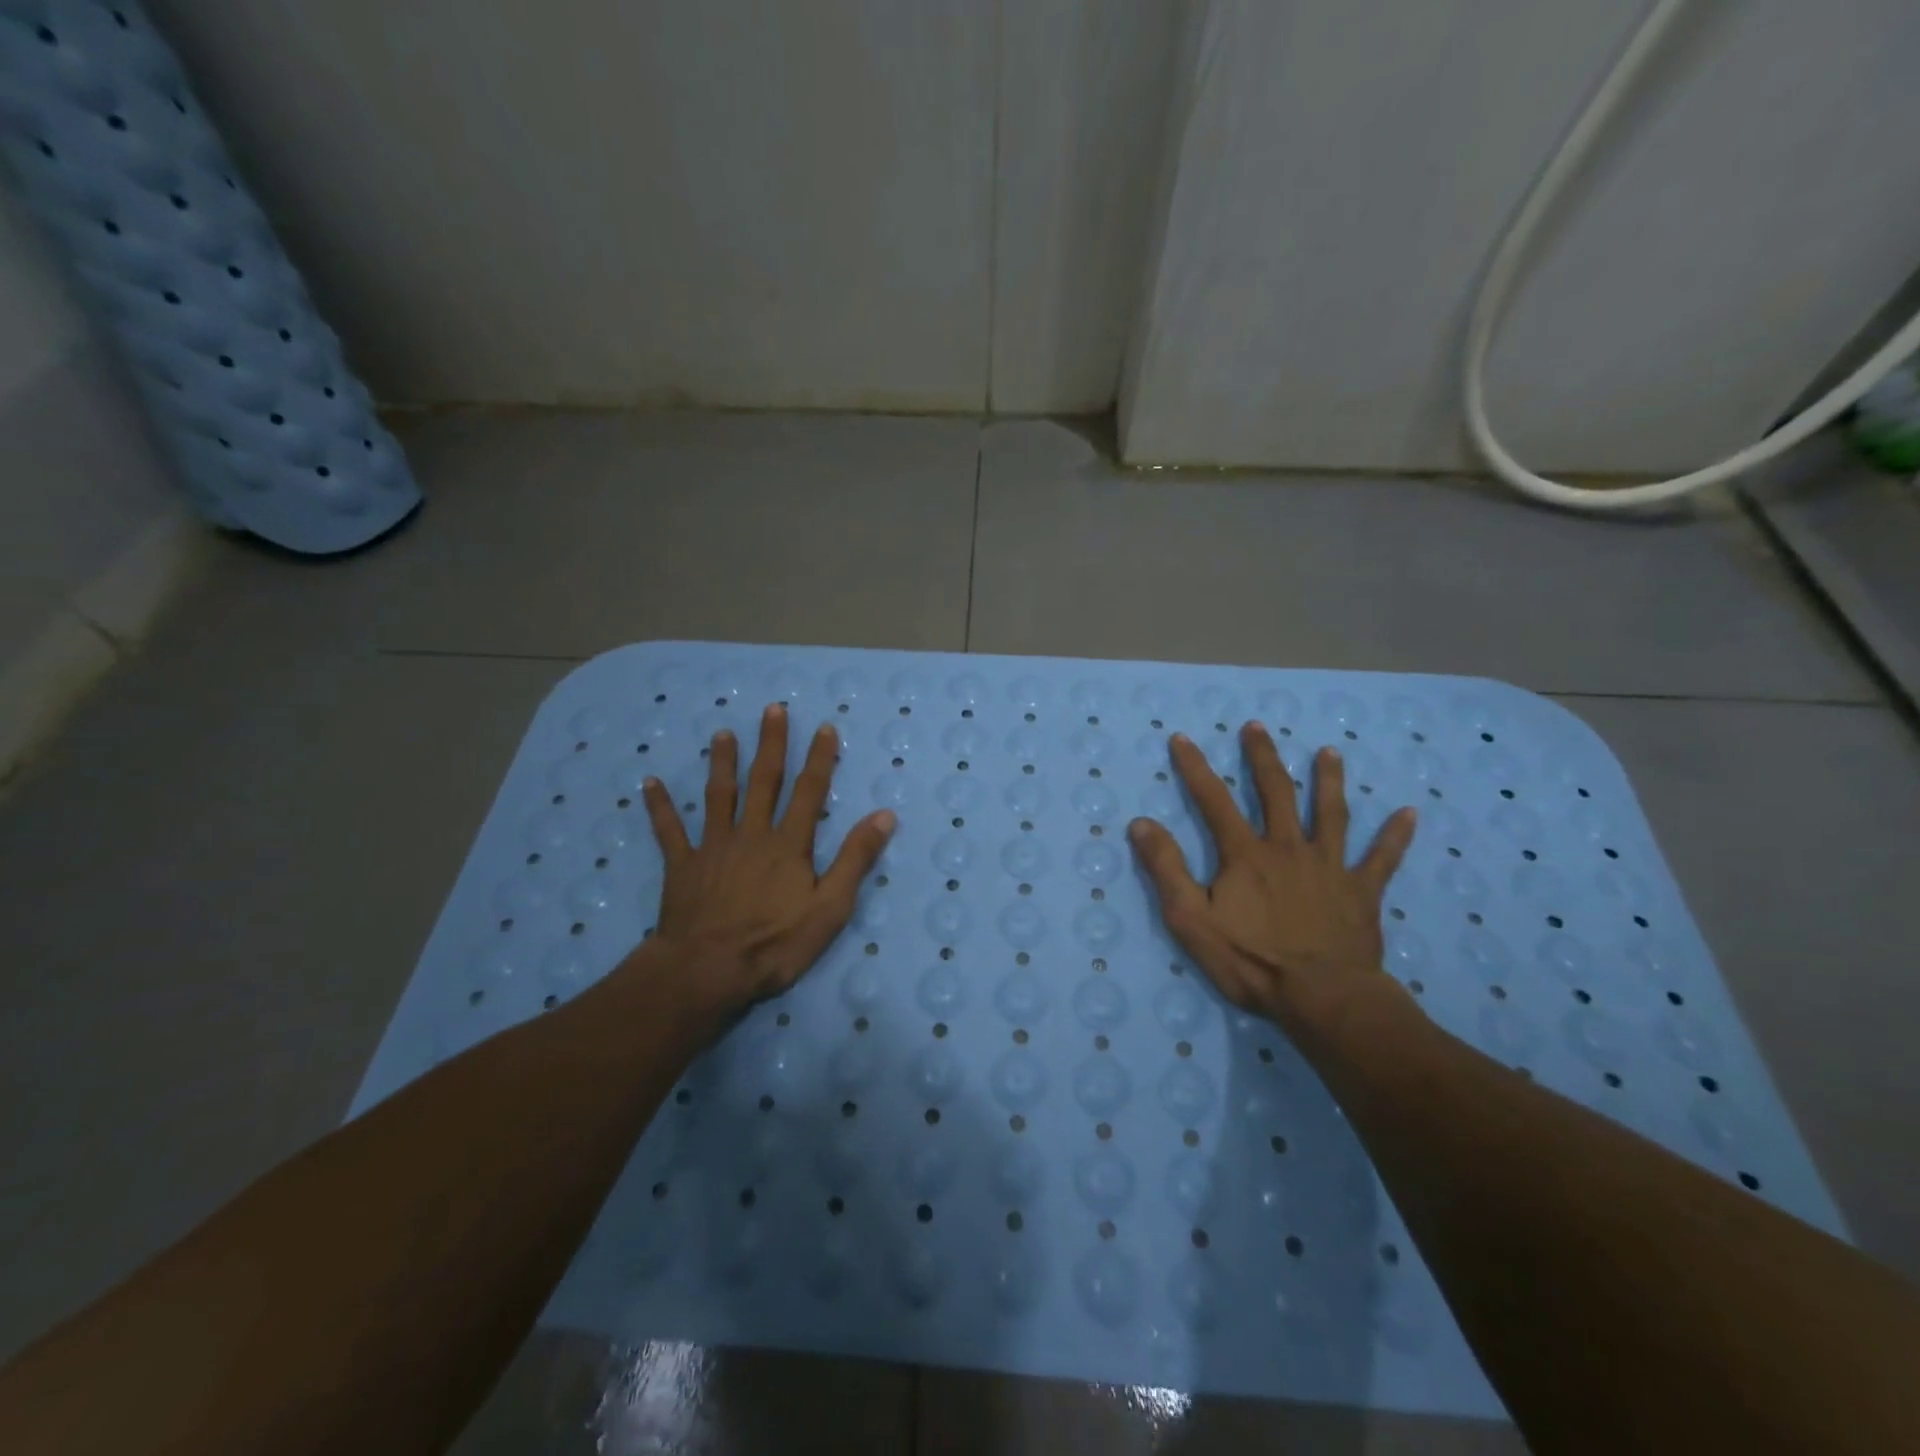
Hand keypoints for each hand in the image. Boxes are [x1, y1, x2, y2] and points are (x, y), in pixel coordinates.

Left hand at [631, 703, 895, 1021]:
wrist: (706, 971)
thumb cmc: (774, 944)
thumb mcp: (830, 908)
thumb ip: (856, 859)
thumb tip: (884, 815)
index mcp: (788, 844)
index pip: (809, 792)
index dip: (819, 758)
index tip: (824, 727)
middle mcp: (751, 834)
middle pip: (763, 781)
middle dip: (771, 744)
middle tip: (772, 709)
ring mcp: (713, 847)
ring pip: (718, 796)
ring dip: (722, 763)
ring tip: (722, 733)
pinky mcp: (682, 866)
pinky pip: (669, 830)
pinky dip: (660, 806)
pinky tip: (650, 782)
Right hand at [1127, 724, 1416, 1035]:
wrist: (1322, 997)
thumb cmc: (1250, 960)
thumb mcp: (1190, 918)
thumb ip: (1166, 869)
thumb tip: (1141, 823)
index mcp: (1246, 854)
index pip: (1214, 800)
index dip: (1195, 767)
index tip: (1182, 738)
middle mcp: (1288, 848)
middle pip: (1276, 792)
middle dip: (1263, 757)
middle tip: (1257, 727)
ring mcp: (1330, 867)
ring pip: (1331, 814)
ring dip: (1328, 780)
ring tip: (1328, 752)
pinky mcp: (1362, 892)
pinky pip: (1382, 859)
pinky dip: (1395, 836)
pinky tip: (1410, 813)